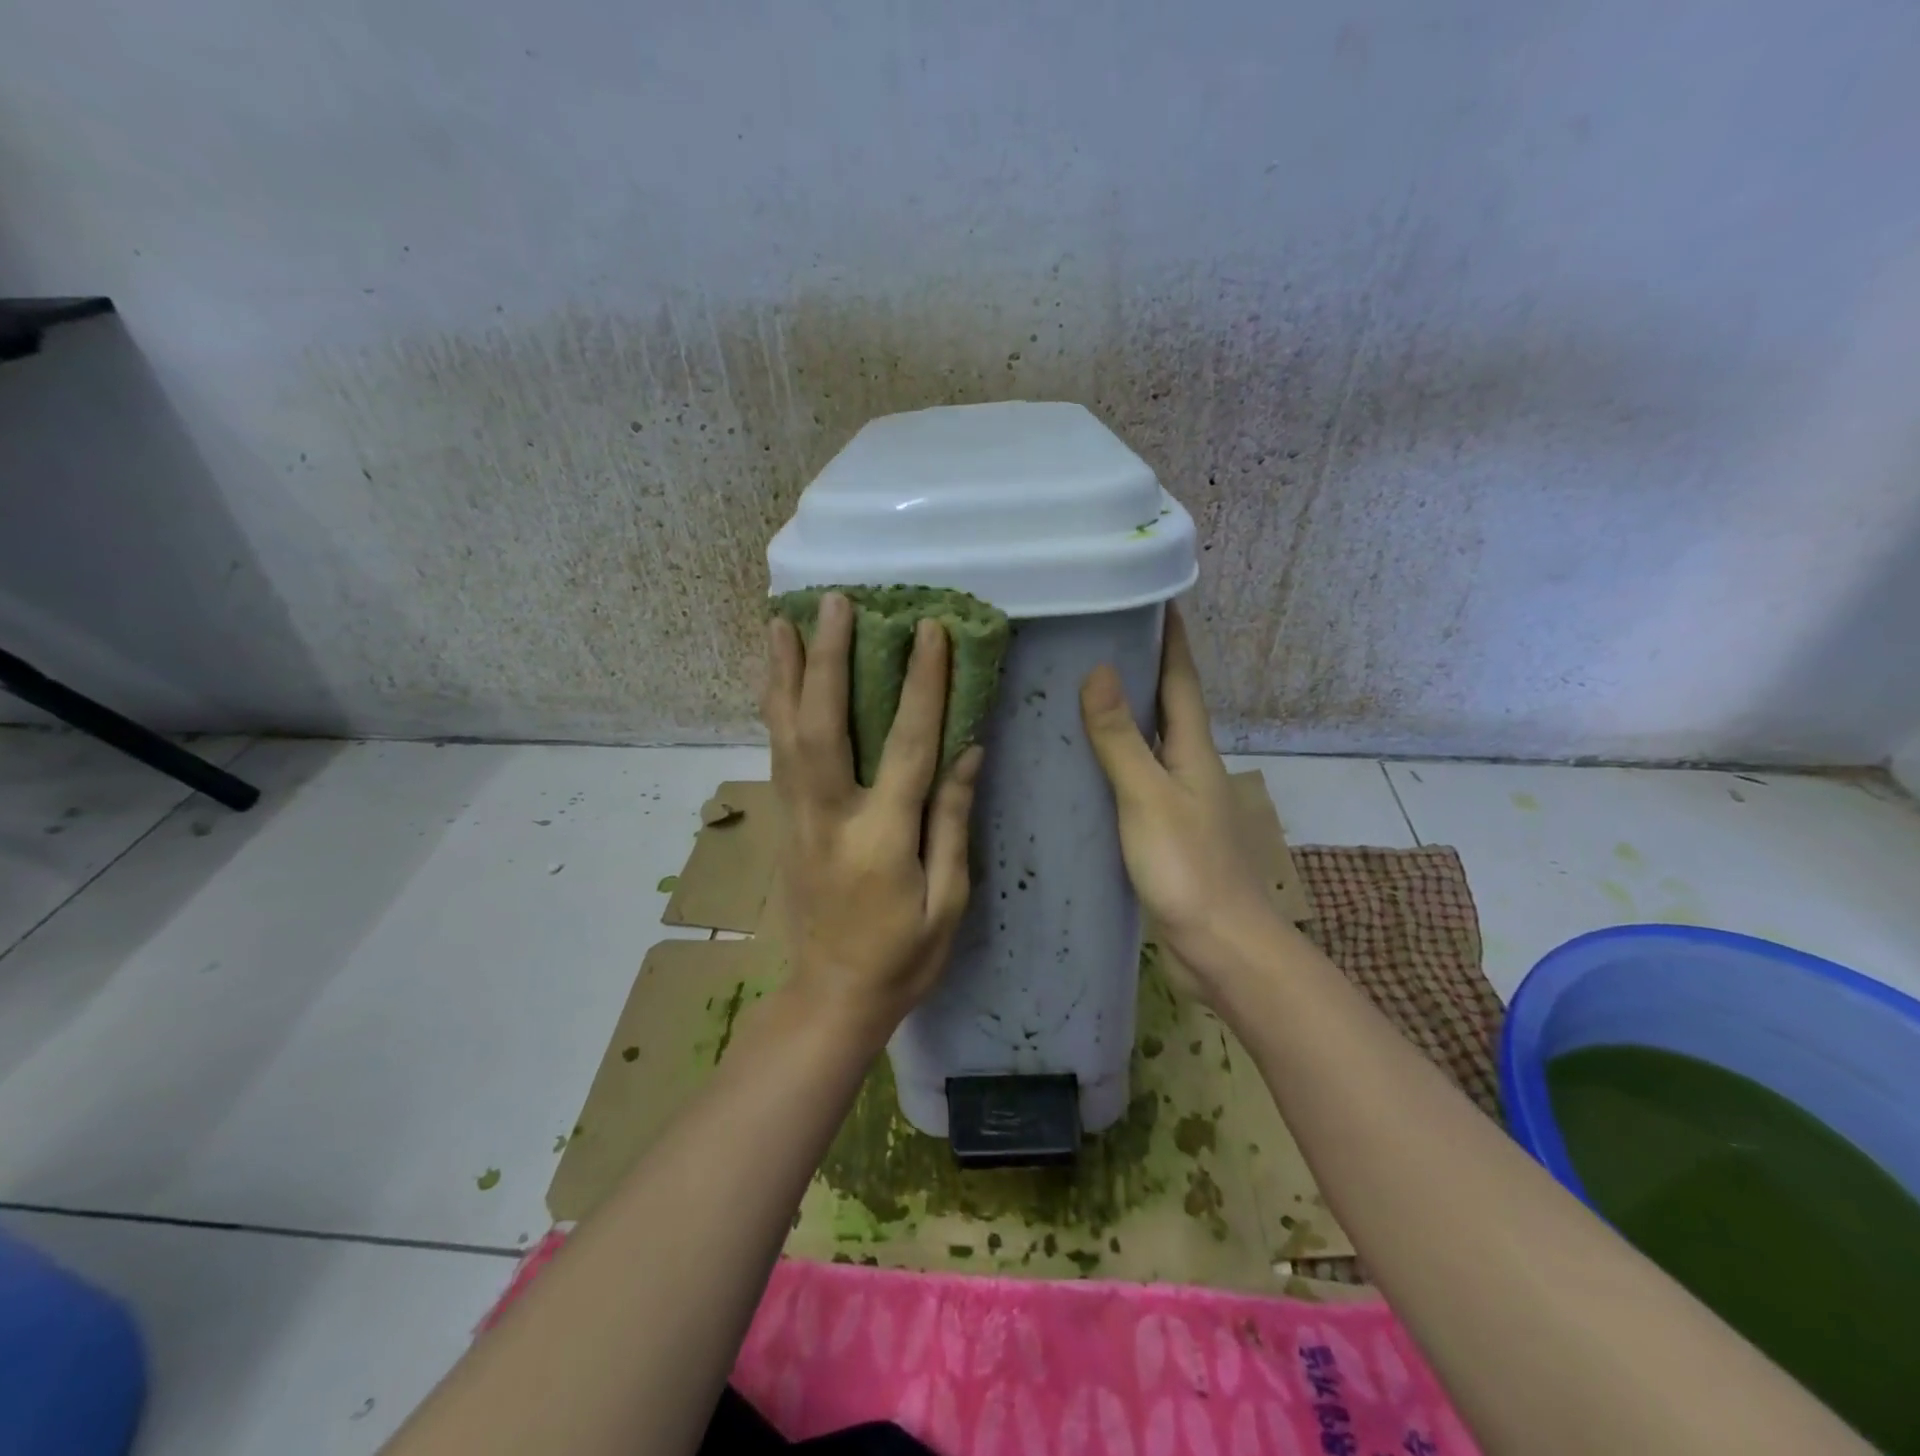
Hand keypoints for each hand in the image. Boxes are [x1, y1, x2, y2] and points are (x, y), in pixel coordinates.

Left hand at [762, 592, 983, 1046]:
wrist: (832, 996)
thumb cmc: (904, 957)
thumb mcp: (949, 901)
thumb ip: (952, 822)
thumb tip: (967, 750)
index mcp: (881, 838)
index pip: (907, 746)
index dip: (922, 685)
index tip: (931, 631)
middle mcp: (830, 816)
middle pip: (822, 724)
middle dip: (826, 658)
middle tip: (833, 603)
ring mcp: (799, 817)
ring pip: (784, 733)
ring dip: (782, 674)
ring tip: (781, 622)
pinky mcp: (786, 823)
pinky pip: (777, 753)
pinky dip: (774, 708)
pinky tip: (774, 679)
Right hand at [1079, 605, 1274, 974]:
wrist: (1220, 947)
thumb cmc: (1188, 866)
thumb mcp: (1148, 796)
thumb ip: (1121, 738)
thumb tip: (1099, 671)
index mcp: (1192, 748)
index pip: (1181, 677)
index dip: (1169, 636)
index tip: (1149, 595)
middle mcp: (1188, 765)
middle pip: (1165, 703)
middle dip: (1139, 667)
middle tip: (1092, 636)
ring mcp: (1176, 799)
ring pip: (1146, 742)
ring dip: (1122, 713)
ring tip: (1075, 690)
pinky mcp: (1160, 830)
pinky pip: (1132, 778)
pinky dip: (1110, 760)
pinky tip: (1079, 764)